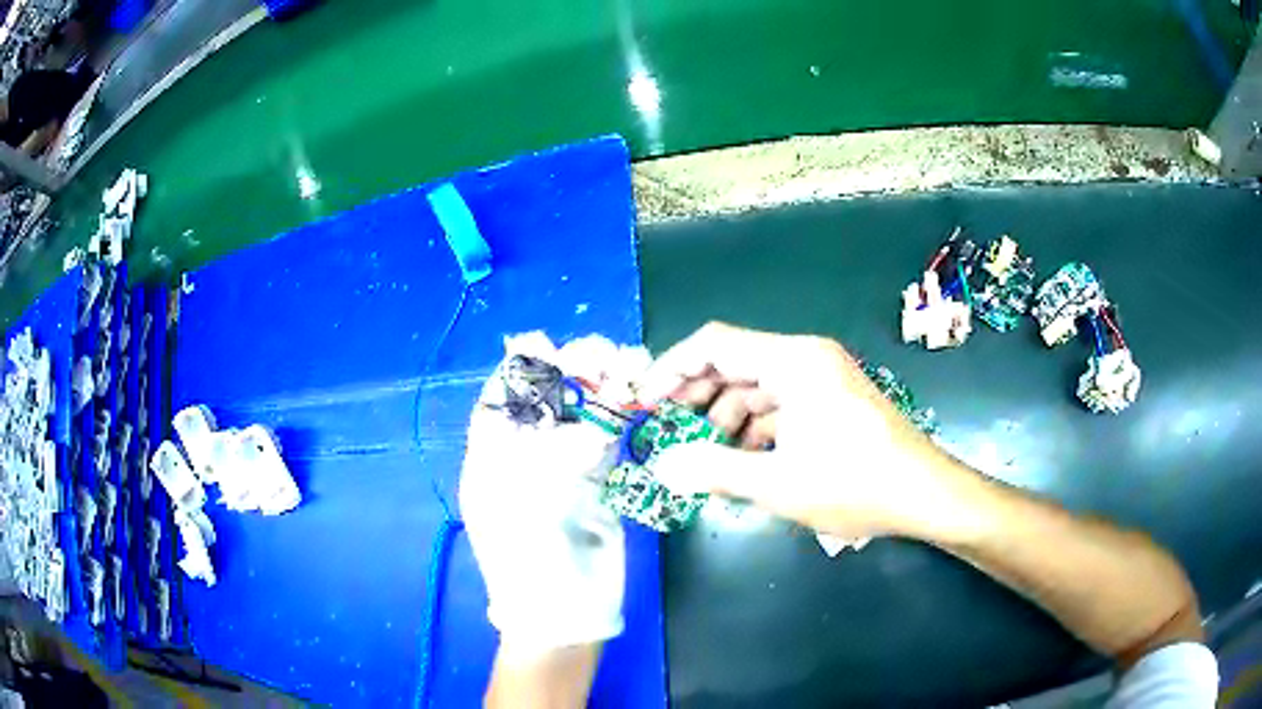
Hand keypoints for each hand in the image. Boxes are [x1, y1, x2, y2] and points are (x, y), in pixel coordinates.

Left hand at [460, 333, 641, 655]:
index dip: (519, 370)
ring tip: (628, 364)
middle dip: (570, 372)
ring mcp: (562, 469)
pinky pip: (608, 440)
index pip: (500, 401)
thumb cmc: (529, 562)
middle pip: (545, 401)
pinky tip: (637, 395)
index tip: (544, 343)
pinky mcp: (597, 483)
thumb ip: (550, 451)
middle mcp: (524, 457)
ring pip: (581, 415)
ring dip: (602, 388)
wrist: (567, 615)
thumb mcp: (525, 503)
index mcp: (491, 459)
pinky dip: (622, 416)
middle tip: (601, 354)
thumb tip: (586, 420)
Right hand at [640, 322, 960, 539]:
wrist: (923, 493)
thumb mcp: (777, 483)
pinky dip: (755, 426)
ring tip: (707, 455)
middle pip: (733, 362)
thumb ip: (713, 470)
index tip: (643, 401)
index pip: (714, 344)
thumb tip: (663, 465)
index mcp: (792, 361)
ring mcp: (821, 376)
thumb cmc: (855, 484)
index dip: (671, 369)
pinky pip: (779, 402)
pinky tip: (747, 459)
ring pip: (755, 385)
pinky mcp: (830, 398)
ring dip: (725, 416)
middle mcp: (805, 357)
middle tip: (666, 429)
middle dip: (695, 395)